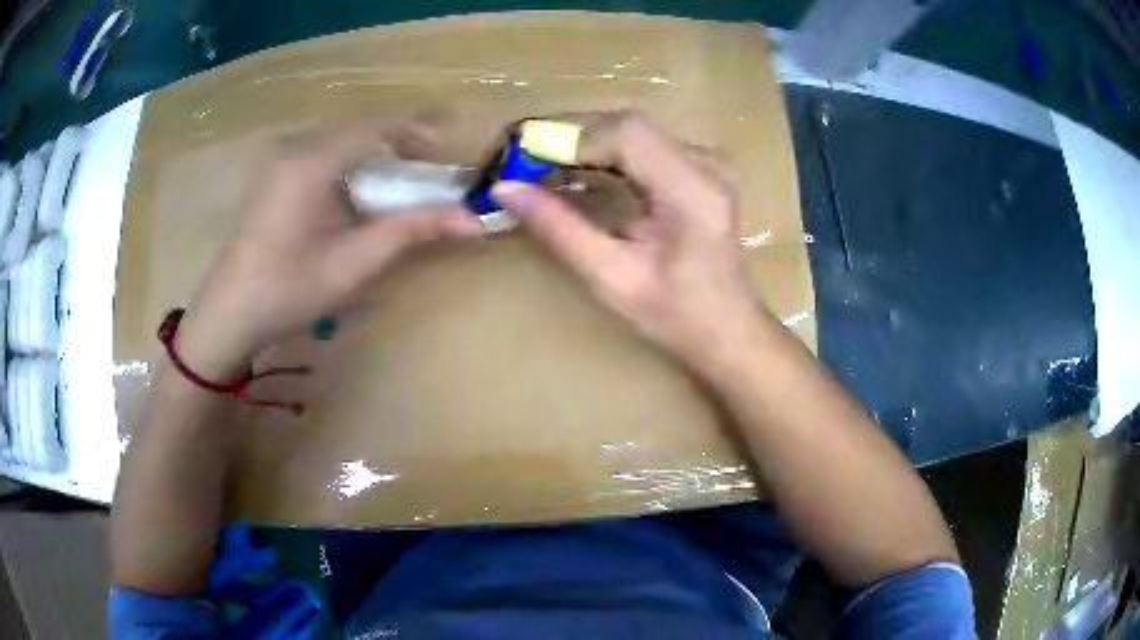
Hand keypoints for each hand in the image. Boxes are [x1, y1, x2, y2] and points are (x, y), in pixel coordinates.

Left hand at [177, 122, 483, 379]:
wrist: (228, 314)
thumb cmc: (288, 291)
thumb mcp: (354, 263)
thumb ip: (412, 230)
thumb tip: (473, 219)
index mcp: (311, 162)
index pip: (376, 128)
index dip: (417, 131)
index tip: (448, 147)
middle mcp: (294, 148)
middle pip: (358, 128)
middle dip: (398, 141)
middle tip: (429, 167)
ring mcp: (279, 159)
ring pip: (340, 138)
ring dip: (374, 151)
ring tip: (401, 177)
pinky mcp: (272, 174)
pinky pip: (321, 152)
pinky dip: (349, 162)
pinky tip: (357, 190)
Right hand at [493, 112, 770, 372]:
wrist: (728, 329)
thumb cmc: (676, 316)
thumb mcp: (612, 278)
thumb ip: (560, 229)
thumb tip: (505, 190)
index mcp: (693, 190)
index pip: (627, 134)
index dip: (568, 138)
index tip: (519, 158)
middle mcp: (705, 162)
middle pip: (626, 125)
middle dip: (567, 137)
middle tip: (518, 160)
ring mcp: (705, 161)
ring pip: (630, 130)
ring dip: (580, 143)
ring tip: (534, 165)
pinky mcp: (696, 167)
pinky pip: (640, 145)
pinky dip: (600, 153)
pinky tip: (570, 171)